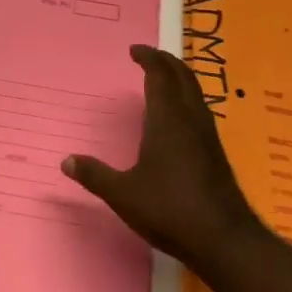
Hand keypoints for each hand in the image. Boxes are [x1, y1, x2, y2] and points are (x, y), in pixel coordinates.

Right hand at [62, 45, 267, 275]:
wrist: (224, 240)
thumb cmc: (170, 210)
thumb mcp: (123, 195)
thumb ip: (95, 175)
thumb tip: (66, 161)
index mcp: (168, 119)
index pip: (160, 75)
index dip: (148, 58)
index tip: (135, 50)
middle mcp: (191, 119)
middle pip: (183, 76)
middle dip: (166, 62)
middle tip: (148, 57)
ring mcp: (207, 136)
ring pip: (195, 93)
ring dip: (179, 79)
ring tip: (161, 81)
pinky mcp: (215, 153)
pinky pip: (199, 110)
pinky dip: (185, 99)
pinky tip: (175, 120)